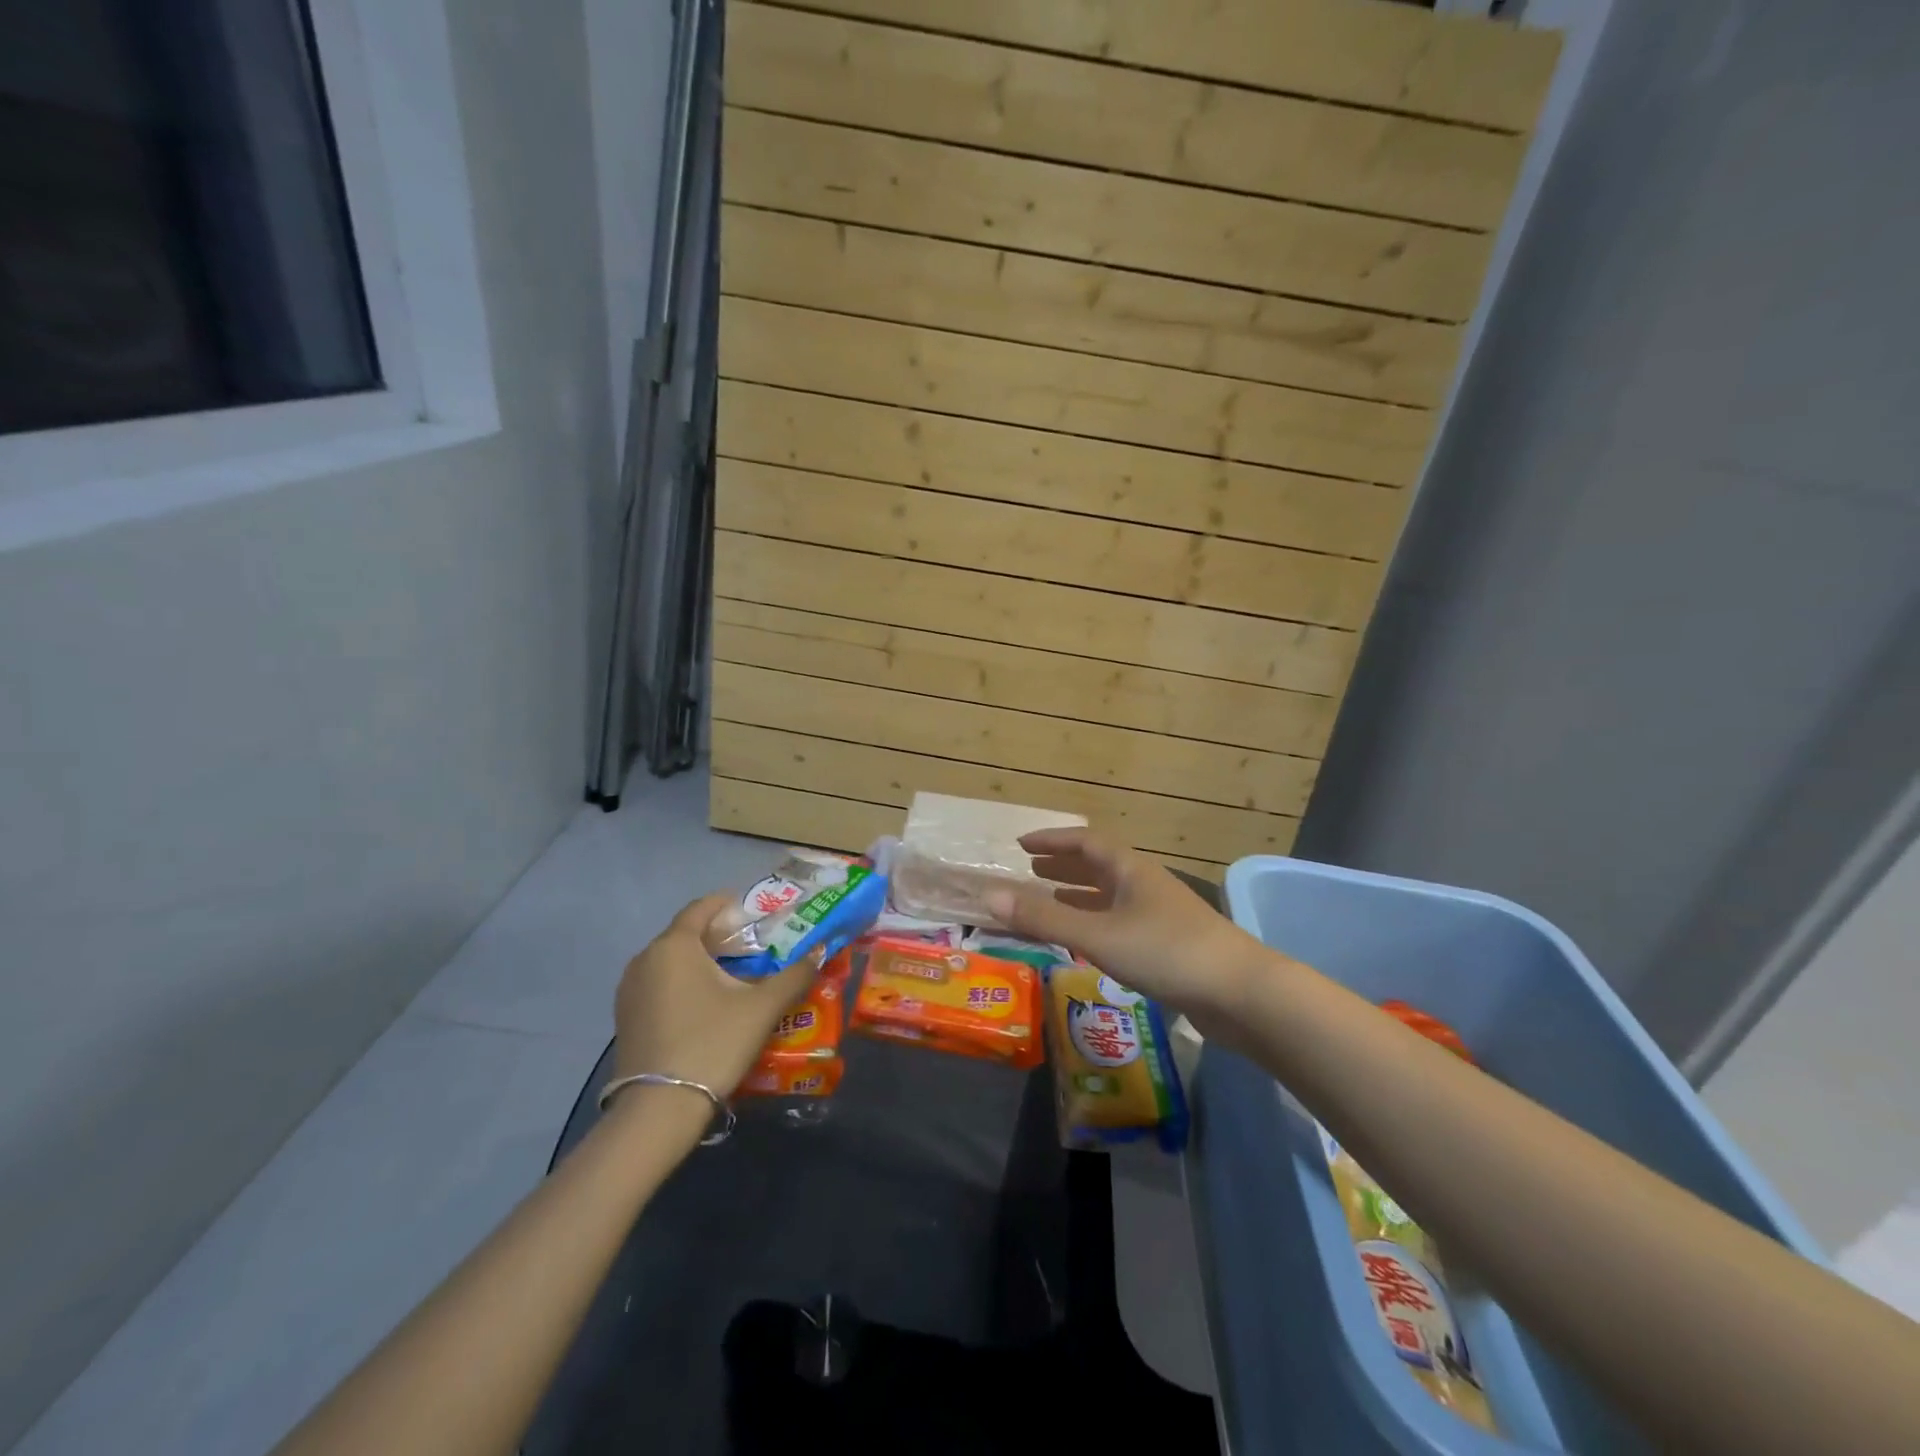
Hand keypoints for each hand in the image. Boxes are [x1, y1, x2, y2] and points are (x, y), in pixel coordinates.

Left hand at [612, 894, 820, 1095]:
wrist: (658, 1111)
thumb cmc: (712, 1043)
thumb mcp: (762, 1008)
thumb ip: (794, 975)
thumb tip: (819, 952)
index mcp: (674, 945)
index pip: (702, 906)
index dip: (730, 904)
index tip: (756, 914)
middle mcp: (645, 959)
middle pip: (686, 934)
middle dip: (719, 936)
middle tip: (754, 948)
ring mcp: (629, 990)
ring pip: (671, 961)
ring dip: (701, 962)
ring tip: (734, 978)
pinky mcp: (625, 1018)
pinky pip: (659, 985)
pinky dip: (683, 984)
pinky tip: (707, 1006)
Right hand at [985, 828, 1264, 1037]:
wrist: (1241, 994)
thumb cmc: (1166, 952)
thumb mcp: (1097, 935)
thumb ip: (1043, 919)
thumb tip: (988, 896)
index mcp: (1130, 869)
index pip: (1085, 842)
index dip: (1052, 841)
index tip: (1021, 845)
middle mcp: (1144, 884)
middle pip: (1098, 866)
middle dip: (1062, 867)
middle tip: (1029, 871)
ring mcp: (1160, 915)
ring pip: (1110, 896)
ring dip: (1078, 896)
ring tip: (1048, 900)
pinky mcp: (1169, 945)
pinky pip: (1120, 922)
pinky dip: (1095, 923)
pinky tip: (1086, 941)